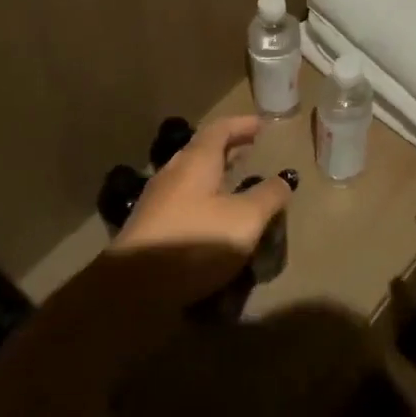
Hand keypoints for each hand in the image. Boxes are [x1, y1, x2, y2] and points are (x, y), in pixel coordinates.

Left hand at [108, 115, 293, 302]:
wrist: (132, 291)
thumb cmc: (195, 243)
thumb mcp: (245, 219)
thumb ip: (268, 196)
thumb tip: (283, 180)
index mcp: (196, 162)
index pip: (220, 130)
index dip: (242, 124)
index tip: (262, 125)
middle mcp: (173, 174)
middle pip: (202, 151)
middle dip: (229, 149)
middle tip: (252, 151)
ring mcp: (157, 202)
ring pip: (191, 178)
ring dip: (216, 176)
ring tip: (238, 184)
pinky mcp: (150, 230)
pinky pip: (184, 202)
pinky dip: (204, 200)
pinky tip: (215, 220)